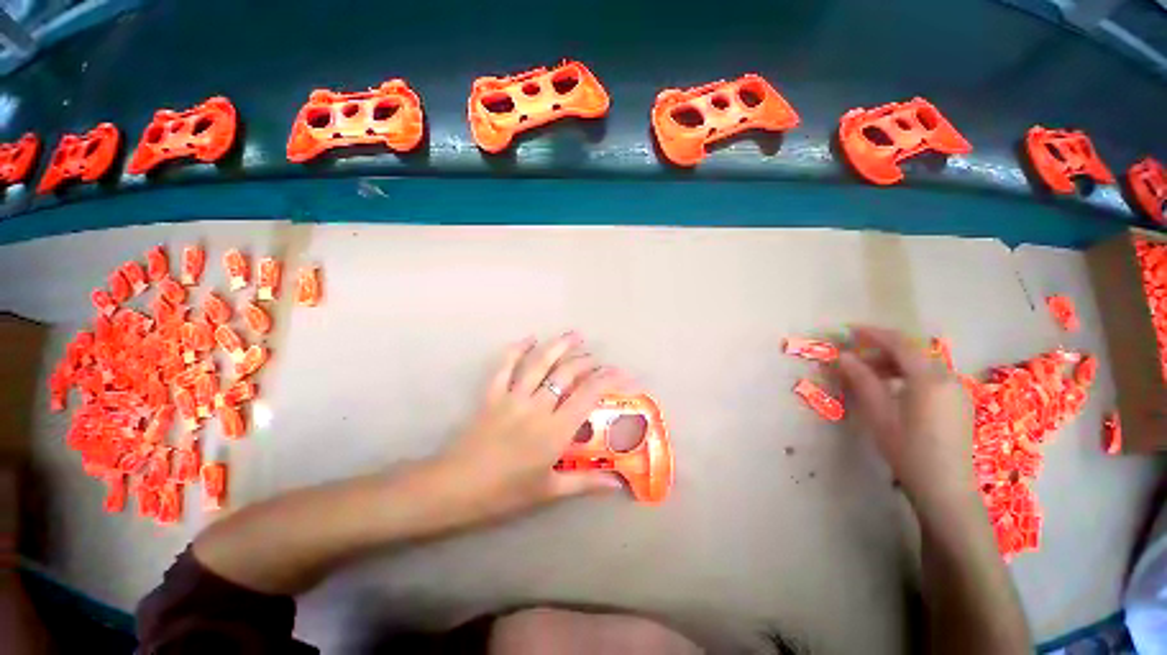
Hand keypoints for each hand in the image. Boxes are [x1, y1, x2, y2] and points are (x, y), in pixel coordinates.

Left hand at [437, 333, 628, 520]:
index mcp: (554, 430)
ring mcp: (512, 397)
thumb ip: (585, 483)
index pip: (588, 395)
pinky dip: (517, 349)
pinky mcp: (492, 394)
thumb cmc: (505, 493)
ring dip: (559, 346)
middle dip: (586, 361)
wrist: (455, 488)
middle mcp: (537, 407)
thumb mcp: (548, 491)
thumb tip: (616, 484)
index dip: (608, 379)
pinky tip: (529, 338)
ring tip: (574, 335)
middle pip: (567, 374)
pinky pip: (505, 366)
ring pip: (540, 363)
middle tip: (597, 359)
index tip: (623, 373)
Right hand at [834, 326, 975, 507]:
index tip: (849, 330)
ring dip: (894, 362)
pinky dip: (908, 373)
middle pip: (912, 351)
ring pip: (922, 363)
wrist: (945, 487)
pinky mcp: (958, 401)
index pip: (899, 343)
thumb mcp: (879, 414)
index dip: (873, 333)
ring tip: (869, 374)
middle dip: (881, 349)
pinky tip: (893, 388)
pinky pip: (931, 376)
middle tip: (854, 357)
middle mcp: (948, 377)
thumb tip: (843, 356)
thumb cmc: (908, 450)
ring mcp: (957, 389)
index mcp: (929, 378)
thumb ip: (862, 380)